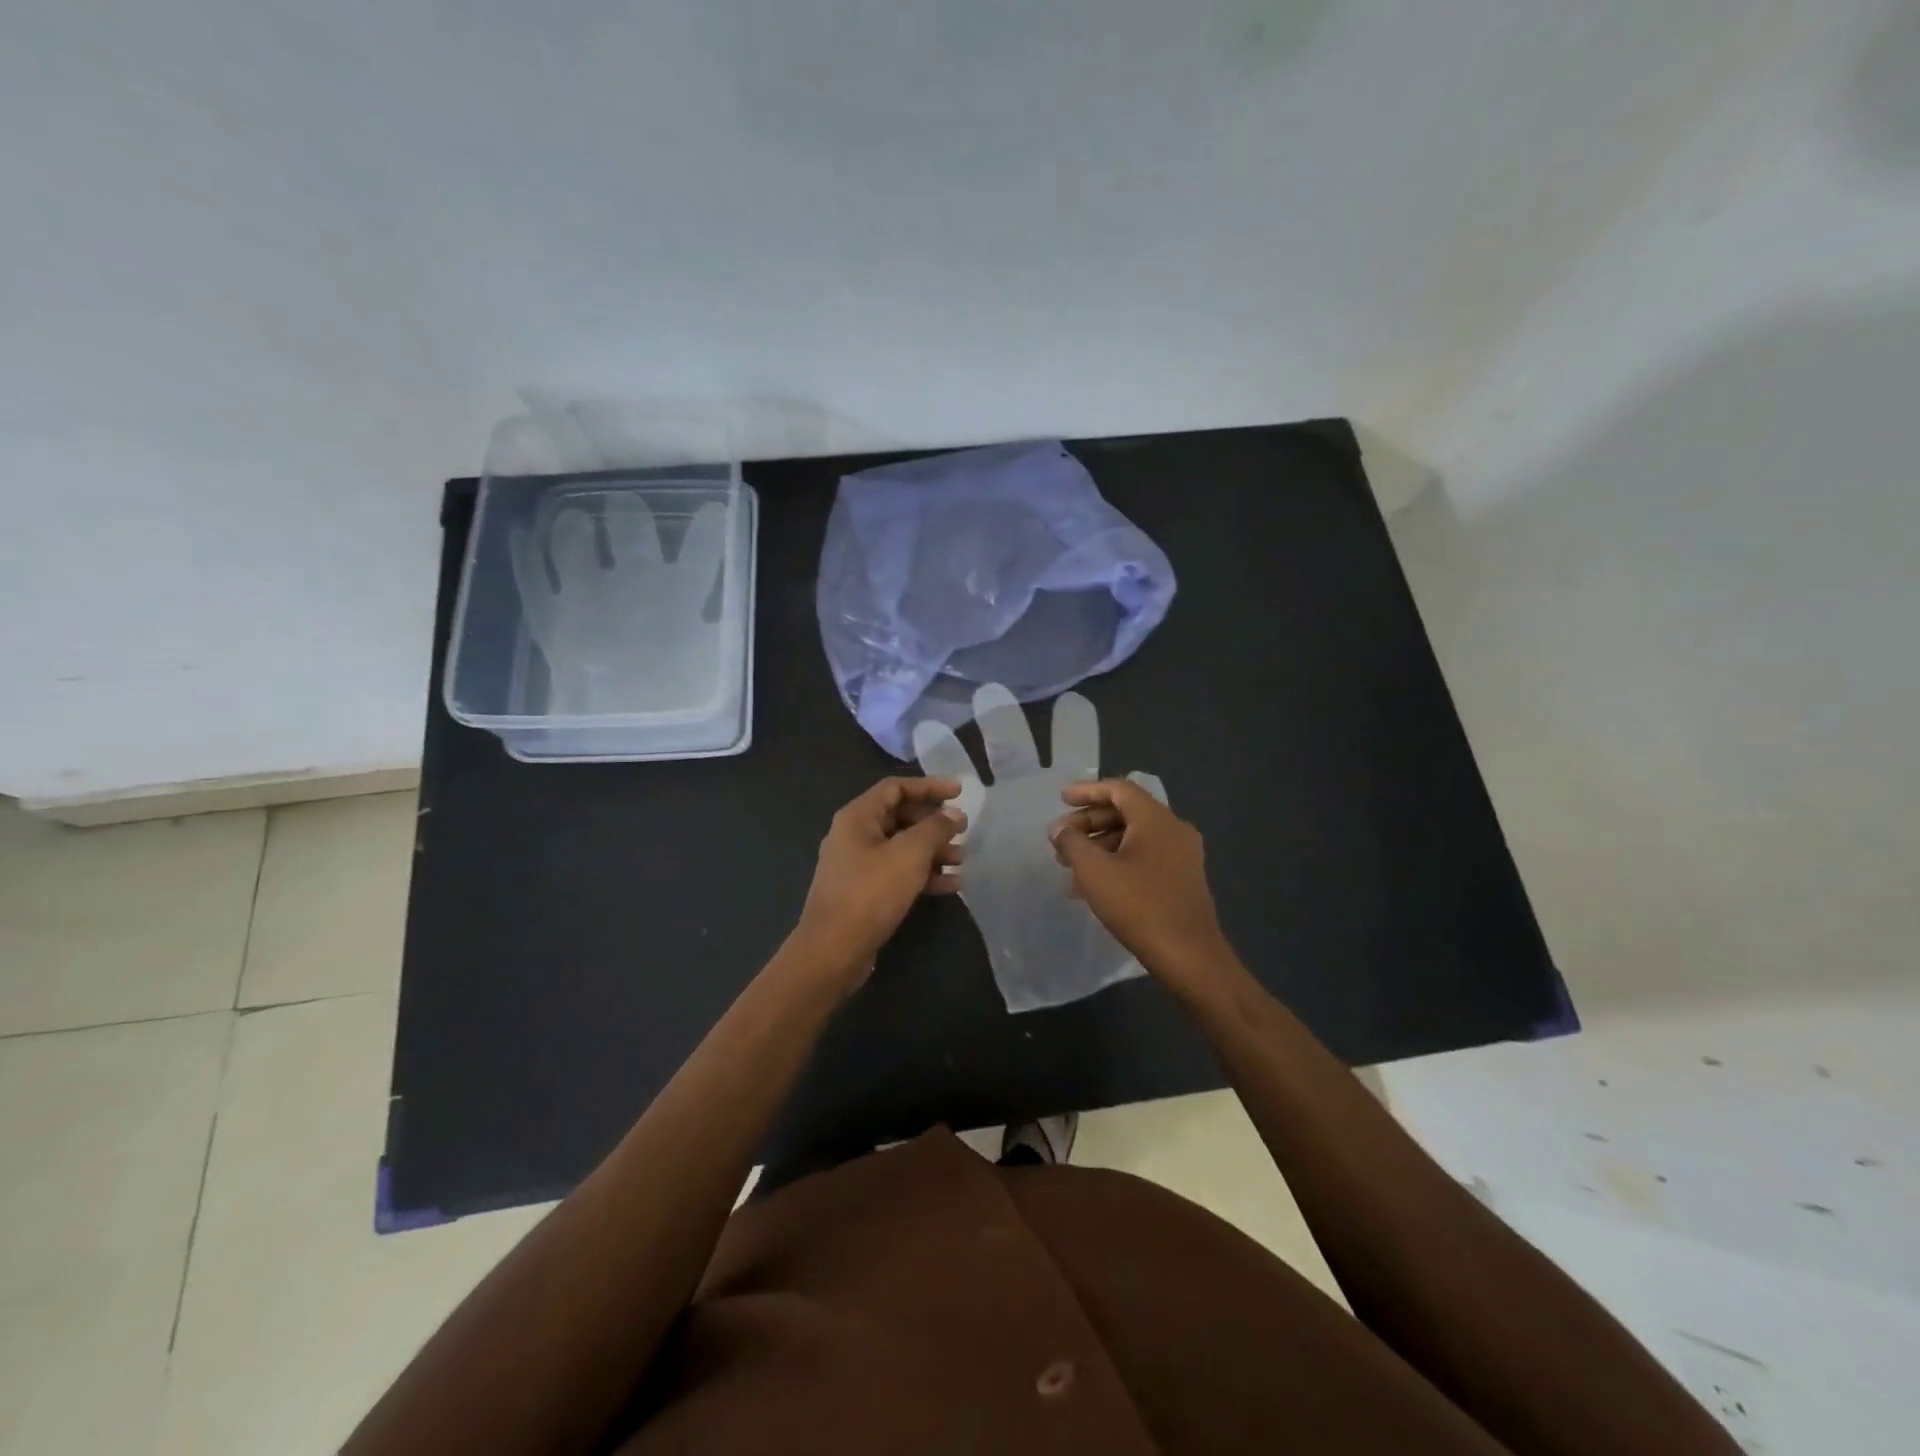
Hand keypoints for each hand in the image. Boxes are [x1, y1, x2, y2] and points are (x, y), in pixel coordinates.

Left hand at [793, 776, 965, 985]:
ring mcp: (857, 865)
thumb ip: (935, 829)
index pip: (896, 788)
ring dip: (933, 851)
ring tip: (962, 860)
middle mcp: (854, 835)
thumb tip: (954, 814)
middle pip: (900, 817)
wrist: (833, 951)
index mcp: (857, 817)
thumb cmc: (870, 893)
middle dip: (934, 823)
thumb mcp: (909, 855)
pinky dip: (923, 874)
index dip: (929, 786)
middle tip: (963, 831)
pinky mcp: (864, 892)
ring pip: (901, 847)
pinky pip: (898, 872)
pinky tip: (952, 885)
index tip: (960, 793)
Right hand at [1049, 778, 1228, 984]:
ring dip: (1101, 844)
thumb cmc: (1139, 906)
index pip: (1119, 789)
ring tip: (1071, 865)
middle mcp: (1174, 829)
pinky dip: (1118, 860)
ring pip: (1135, 836)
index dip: (1087, 791)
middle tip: (1061, 839)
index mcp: (1156, 819)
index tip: (1061, 800)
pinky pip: (1145, 856)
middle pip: (1126, 812)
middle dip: (1090, 822)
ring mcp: (1182, 854)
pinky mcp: (1183, 878)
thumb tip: (1059, 829)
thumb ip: (1072, 843)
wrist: (1189, 956)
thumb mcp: (1094, 871)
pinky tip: (1096, 884)